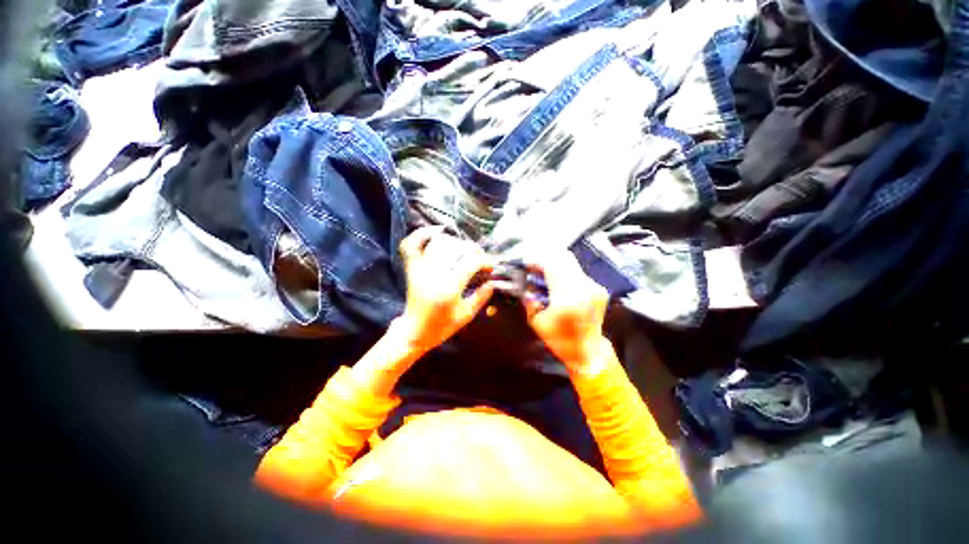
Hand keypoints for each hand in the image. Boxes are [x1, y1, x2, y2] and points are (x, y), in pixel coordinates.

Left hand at [395, 226, 494, 354]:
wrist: (414, 332)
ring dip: (455, 242)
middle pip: (457, 249)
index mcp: (449, 288)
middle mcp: (433, 274)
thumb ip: (481, 297)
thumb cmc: (441, 327)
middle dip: (474, 251)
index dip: (484, 261)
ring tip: (464, 248)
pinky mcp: (412, 269)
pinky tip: (435, 232)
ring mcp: (420, 270)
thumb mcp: (466, 315)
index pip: (470, 262)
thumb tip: (492, 282)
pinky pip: (411, 246)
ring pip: (438, 244)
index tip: (490, 266)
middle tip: (480, 258)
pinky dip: (421, 235)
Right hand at [523, 250, 611, 374]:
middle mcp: (584, 289)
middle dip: (546, 260)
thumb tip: (525, 281)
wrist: (588, 352)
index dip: (536, 261)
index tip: (526, 265)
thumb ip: (529, 299)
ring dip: (556, 265)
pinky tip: (557, 283)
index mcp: (567, 300)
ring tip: (544, 275)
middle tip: (535, 267)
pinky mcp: (598, 288)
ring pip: (571, 263)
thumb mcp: (537, 322)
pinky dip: (565, 272)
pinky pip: (578, 272)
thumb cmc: (560, 341)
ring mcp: (594, 288)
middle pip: (563, 259)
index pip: (551, 266)